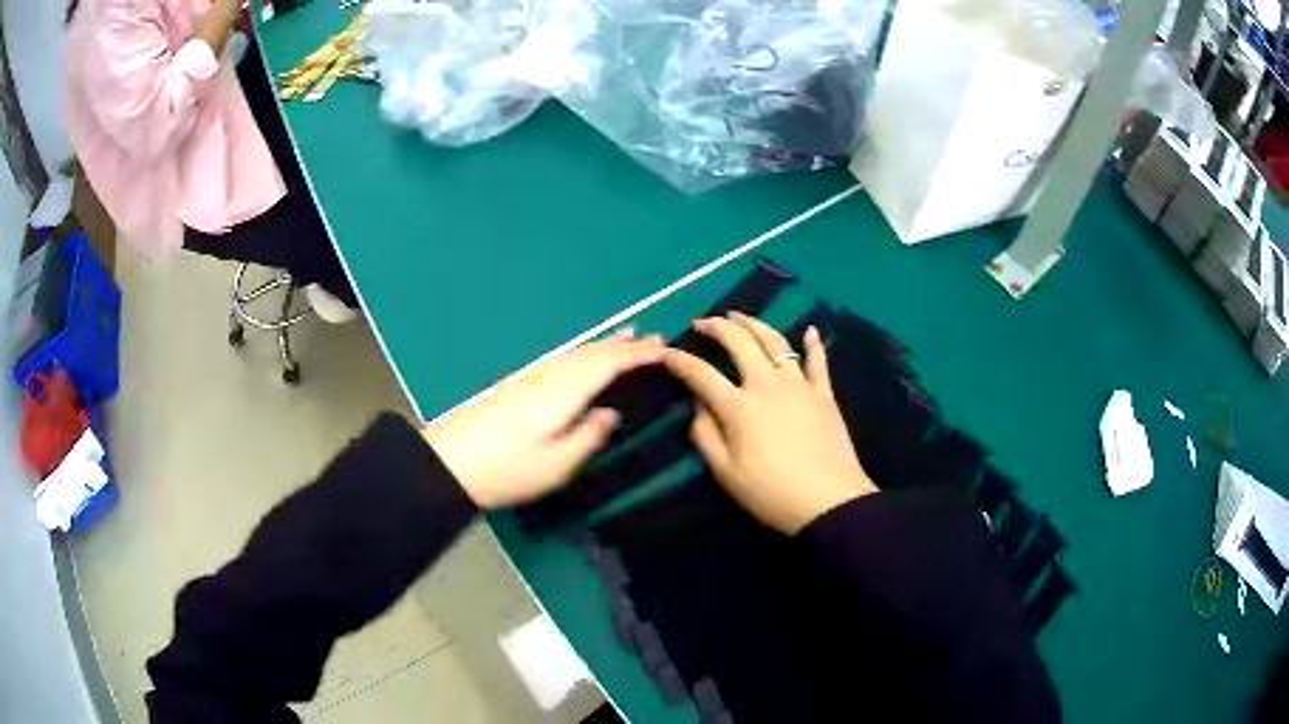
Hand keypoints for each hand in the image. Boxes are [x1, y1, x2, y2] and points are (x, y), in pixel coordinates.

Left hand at [424, 331, 664, 508]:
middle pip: (594, 353)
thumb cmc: (506, 470)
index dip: (638, 355)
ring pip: (579, 353)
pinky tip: (586, 359)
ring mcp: (534, 378)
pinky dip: (586, 353)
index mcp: (564, 393)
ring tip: (630, 336)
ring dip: (607, 344)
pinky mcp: (521, 386)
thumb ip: (588, 436)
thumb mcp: (555, 465)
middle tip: (658, 338)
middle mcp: (551, 377)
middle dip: (627, 344)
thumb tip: (611, 414)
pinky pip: (566, 360)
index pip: (608, 364)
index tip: (667, 349)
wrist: (449, 462)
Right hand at [664, 312, 876, 533]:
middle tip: (703, 322)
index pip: (701, 373)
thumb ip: (705, 435)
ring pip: (775, 342)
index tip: (666, 353)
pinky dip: (813, 344)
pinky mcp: (824, 393)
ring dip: (755, 324)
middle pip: (739, 342)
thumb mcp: (726, 473)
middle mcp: (767, 384)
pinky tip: (810, 330)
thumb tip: (697, 405)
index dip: (680, 360)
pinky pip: (818, 361)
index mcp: (739, 406)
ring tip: (740, 316)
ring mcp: (799, 385)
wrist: (829, 501)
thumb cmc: (771, 493)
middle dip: (717, 327)